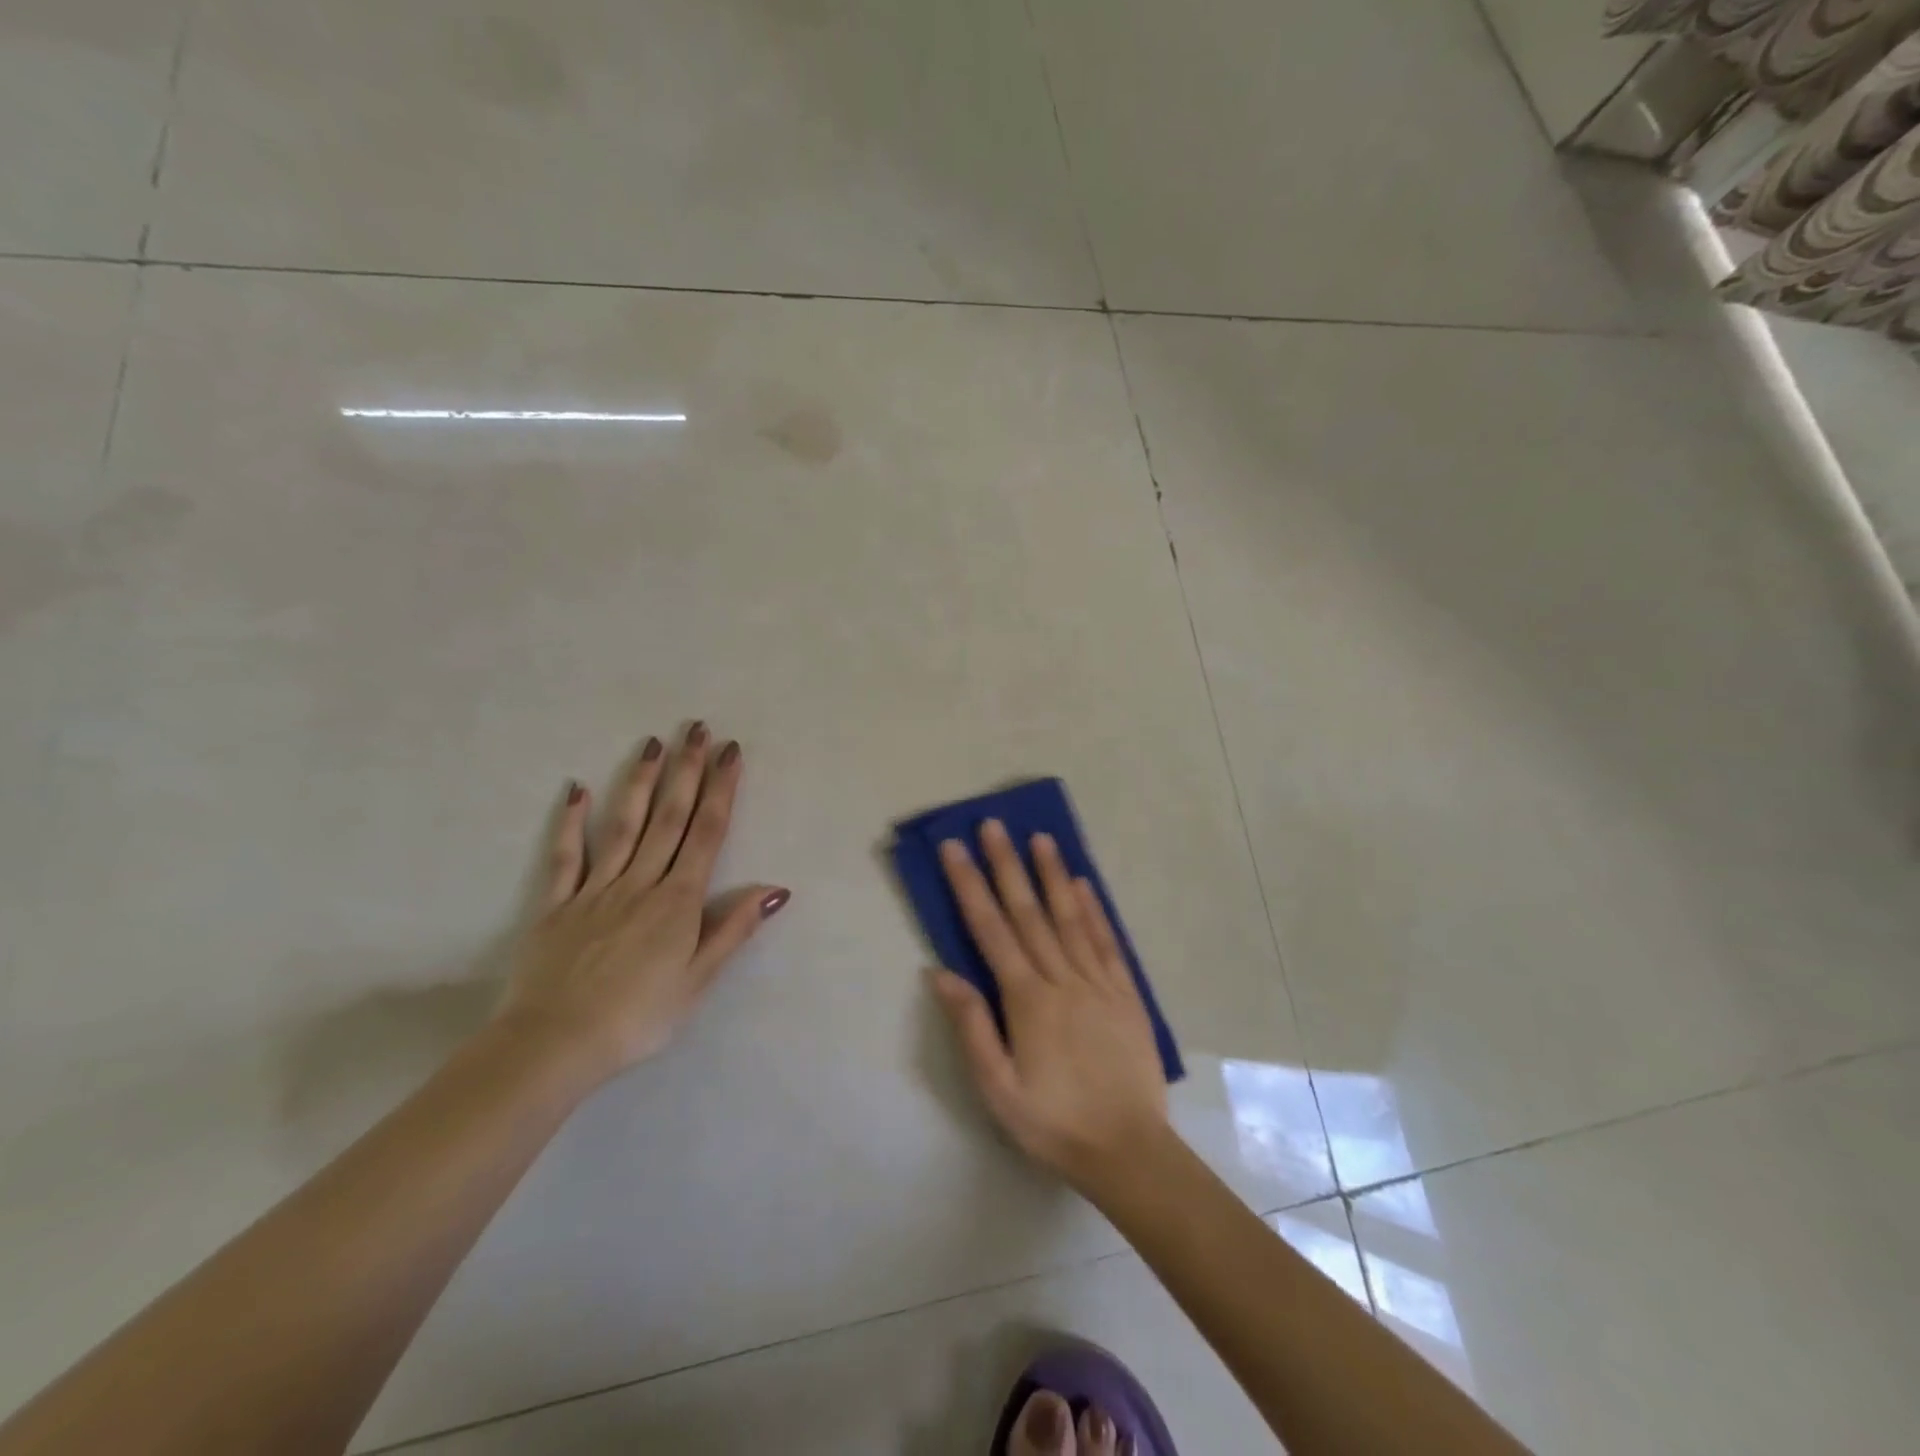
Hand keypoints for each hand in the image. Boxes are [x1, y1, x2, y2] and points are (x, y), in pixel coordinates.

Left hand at [495, 724, 789, 1083]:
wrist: (555, 1044)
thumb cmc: (638, 1018)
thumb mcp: (698, 980)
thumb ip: (733, 929)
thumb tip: (775, 889)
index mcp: (678, 901)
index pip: (707, 834)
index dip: (721, 790)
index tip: (730, 753)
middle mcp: (641, 883)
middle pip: (669, 818)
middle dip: (687, 771)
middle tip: (697, 729)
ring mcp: (595, 889)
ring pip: (623, 826)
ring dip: (641, 783)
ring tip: (653, 744)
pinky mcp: (557, 905)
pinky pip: (566, 857)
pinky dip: (571, 822)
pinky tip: (577, 790)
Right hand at [931, 819, 1169, 1191]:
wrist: (1128, 1151)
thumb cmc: (1053, 1123)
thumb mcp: (998, 1089)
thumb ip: (972, 1027)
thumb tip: (941, 972)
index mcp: (1026, 1000)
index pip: (991, 930)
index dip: (971, 886)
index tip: (955, 849)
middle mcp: (1061, 979)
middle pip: (1029, 912)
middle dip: (1007, 865)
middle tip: (994, 824)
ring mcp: (1098, 982)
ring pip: (1070, 917)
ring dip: (1052, 875)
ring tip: (1040, 838)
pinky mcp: (1126, 993)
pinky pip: (1107, 942)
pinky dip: (1094, 910)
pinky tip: (1083, 884)